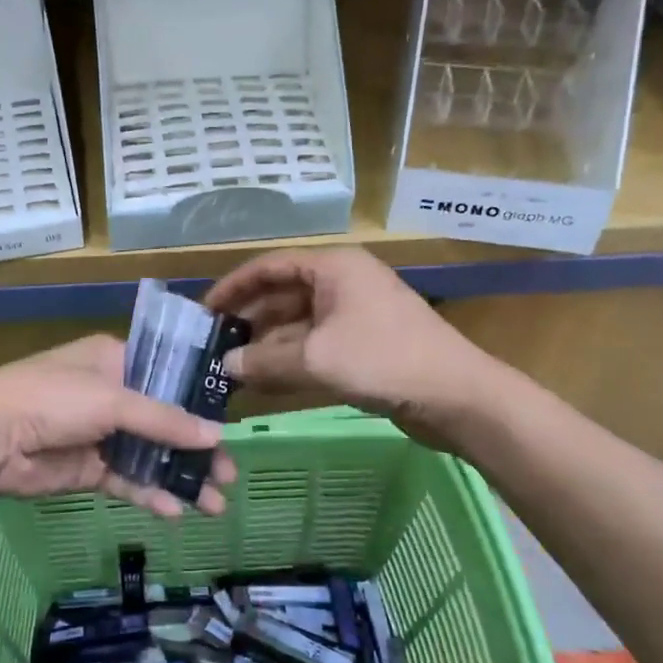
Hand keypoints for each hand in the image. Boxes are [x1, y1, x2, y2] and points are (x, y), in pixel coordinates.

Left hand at [0, 336, 237, 535]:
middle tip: (230, 474)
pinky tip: (174, 512)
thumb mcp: (112, 400)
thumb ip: (164, 420)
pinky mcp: (88, 469)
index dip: (199, 401)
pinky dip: (149, 494)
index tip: (230, 425)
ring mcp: (99, 435)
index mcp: (115, 362)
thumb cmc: (52, 399)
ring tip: (215, 503)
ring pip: (149, 456)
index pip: (168, 377)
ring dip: (179, 477)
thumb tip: (217, 436)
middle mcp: (111, 396)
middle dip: (196, 449)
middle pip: (164, 422)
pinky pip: (127, 481)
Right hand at [204, 248, 489, 422]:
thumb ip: (265, 361)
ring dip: (266, 344)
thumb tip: (225, 366)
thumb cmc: (384, 360)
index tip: (205, 312)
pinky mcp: (363, 343)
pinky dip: (289, 359)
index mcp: (333, 268)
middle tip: (214, 345)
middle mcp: (342, 282)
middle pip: (282, 294)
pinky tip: (263, 381)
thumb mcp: (316, 359)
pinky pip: (314, 344)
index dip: (234, 287)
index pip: (269, 266)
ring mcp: (354, 314)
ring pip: (297, 323)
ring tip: (231, 368)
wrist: (457, 396)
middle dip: (248, 320)